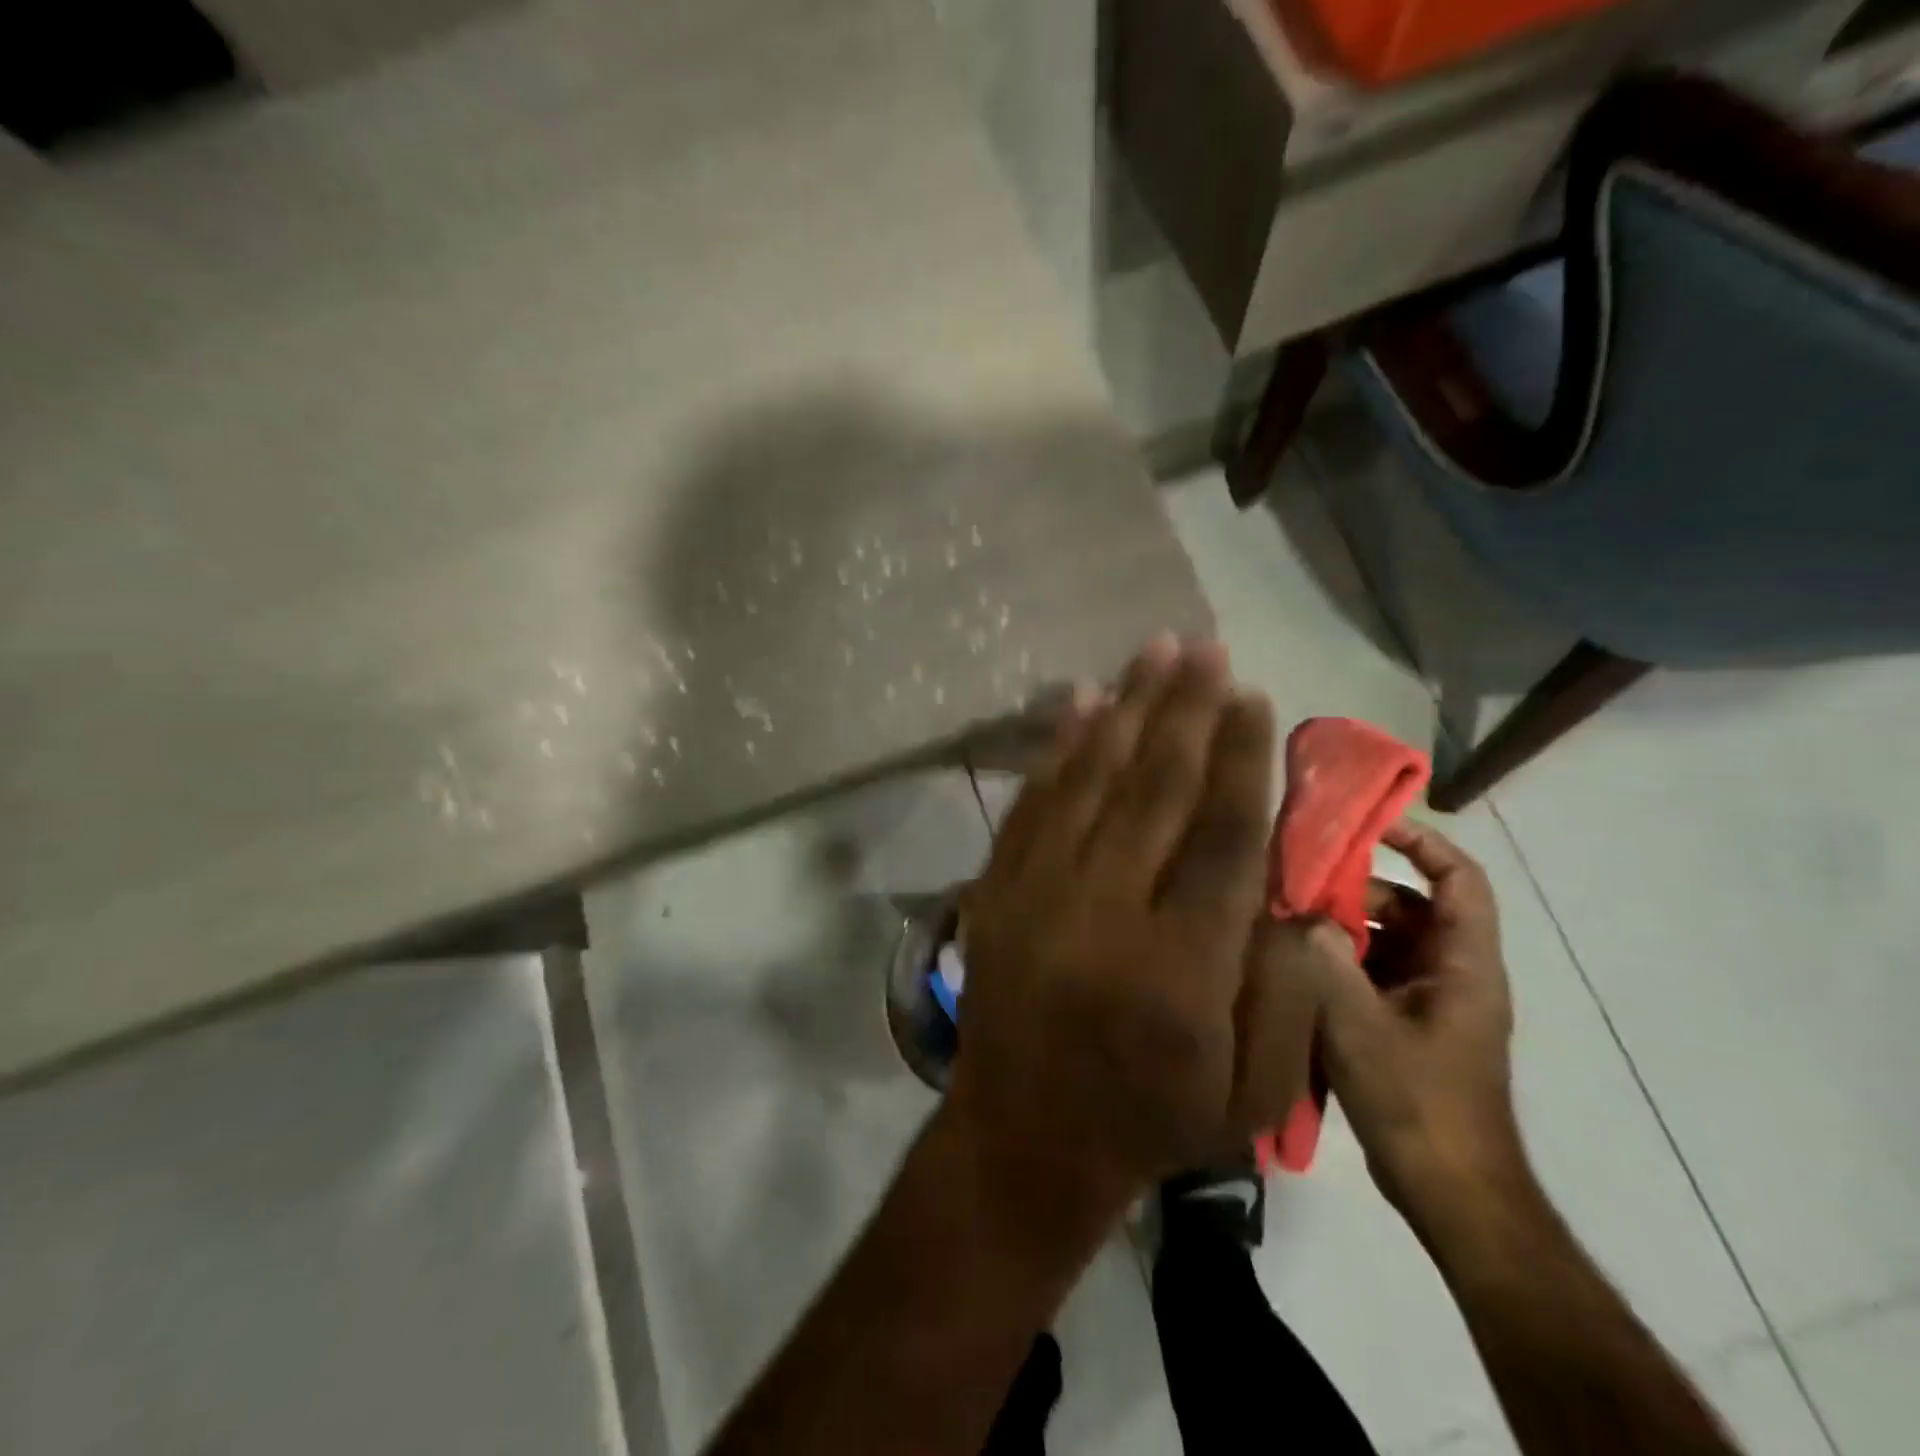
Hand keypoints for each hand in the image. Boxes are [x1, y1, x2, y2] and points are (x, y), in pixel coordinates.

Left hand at [948, 634, 1319, 1229]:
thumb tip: (1290, 891)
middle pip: (1154, 787)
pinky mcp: (999, 889)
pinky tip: (1079, 701)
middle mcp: (1106, 912)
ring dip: (1126, 708)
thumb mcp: (1248, 1093)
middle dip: (1184, 709)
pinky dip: (1057, 748)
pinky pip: (1032, 802)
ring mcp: (1041, 893)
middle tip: (1203, 647)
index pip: (1219, 835)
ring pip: (1091, 779)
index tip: (1251, 696)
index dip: (1238, 757)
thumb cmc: (1148, 1121)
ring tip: (1154, 651)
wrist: (1021, 1139)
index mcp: (1180, 966)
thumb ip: (1284, 993)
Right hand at [1310, 820, 1521, 1219]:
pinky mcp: (1405, 1024)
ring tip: (1285, 923)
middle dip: (1354, 889)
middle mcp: (1452, 972)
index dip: (1422, 842)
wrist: (1450, 1190)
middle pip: (1408, 905)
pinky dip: (1337, 959)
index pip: (1459, 879)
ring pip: (1385, 939)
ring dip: (1339, 926)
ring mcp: (1428, 1000)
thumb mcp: (1362, 1025)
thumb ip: (1328, 960)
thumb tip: (1300, 913)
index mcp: (1463, 964)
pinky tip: (1294, 966)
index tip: (1367, 824)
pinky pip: (1372, 971)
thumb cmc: (1418, 1101)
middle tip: (1296, 884)